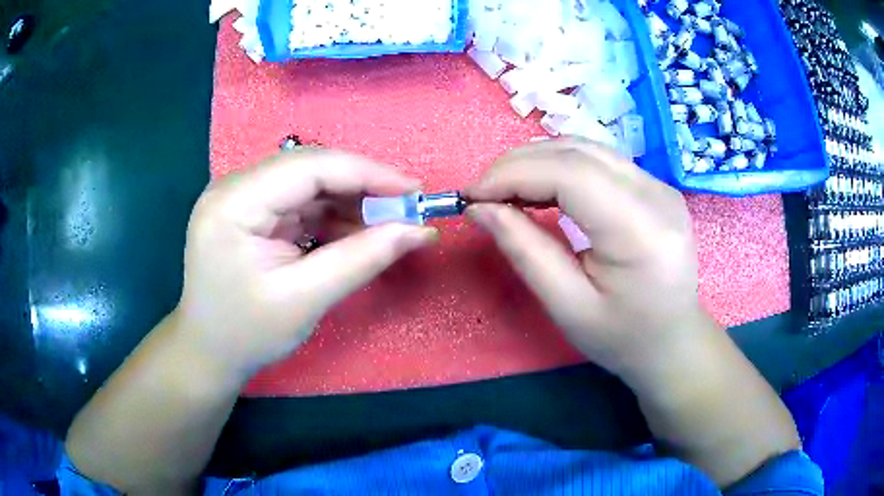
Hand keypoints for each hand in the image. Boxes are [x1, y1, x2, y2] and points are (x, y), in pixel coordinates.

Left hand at [175, 149, 436, 376]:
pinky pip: (299, 201)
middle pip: (309, 169)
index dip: (367, 173)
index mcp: (233, 203)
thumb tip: (418, 231)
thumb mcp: (305, 300)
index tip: (415, 192)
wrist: (209, 353)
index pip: (309, 166)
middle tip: (406, 210)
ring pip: (308, 183)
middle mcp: (233, 187)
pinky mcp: (249, 211)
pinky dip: (331, 215)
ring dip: (350, 201)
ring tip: (387, 225)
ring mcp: (240, 197)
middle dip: (362, 186)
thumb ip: (362, 259)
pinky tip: (356, 232)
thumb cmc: (246, 334)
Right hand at [465, 138, 712, 377]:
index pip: (571, 174)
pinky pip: (599, 160)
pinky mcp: (655, 186)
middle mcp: (657, 195)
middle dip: (519, 164)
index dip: (513, 174)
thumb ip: (525, 251)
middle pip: (577, 152)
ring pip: (586, 148)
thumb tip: (480, 208)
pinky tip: (540, 187)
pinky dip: (560, 166)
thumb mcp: (568, 307)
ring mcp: (660, 185)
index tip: (472, 195)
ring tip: (505, 190)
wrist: (672, 341)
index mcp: (641, 231)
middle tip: (482, 193)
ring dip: (537, 161)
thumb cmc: (622, 338)